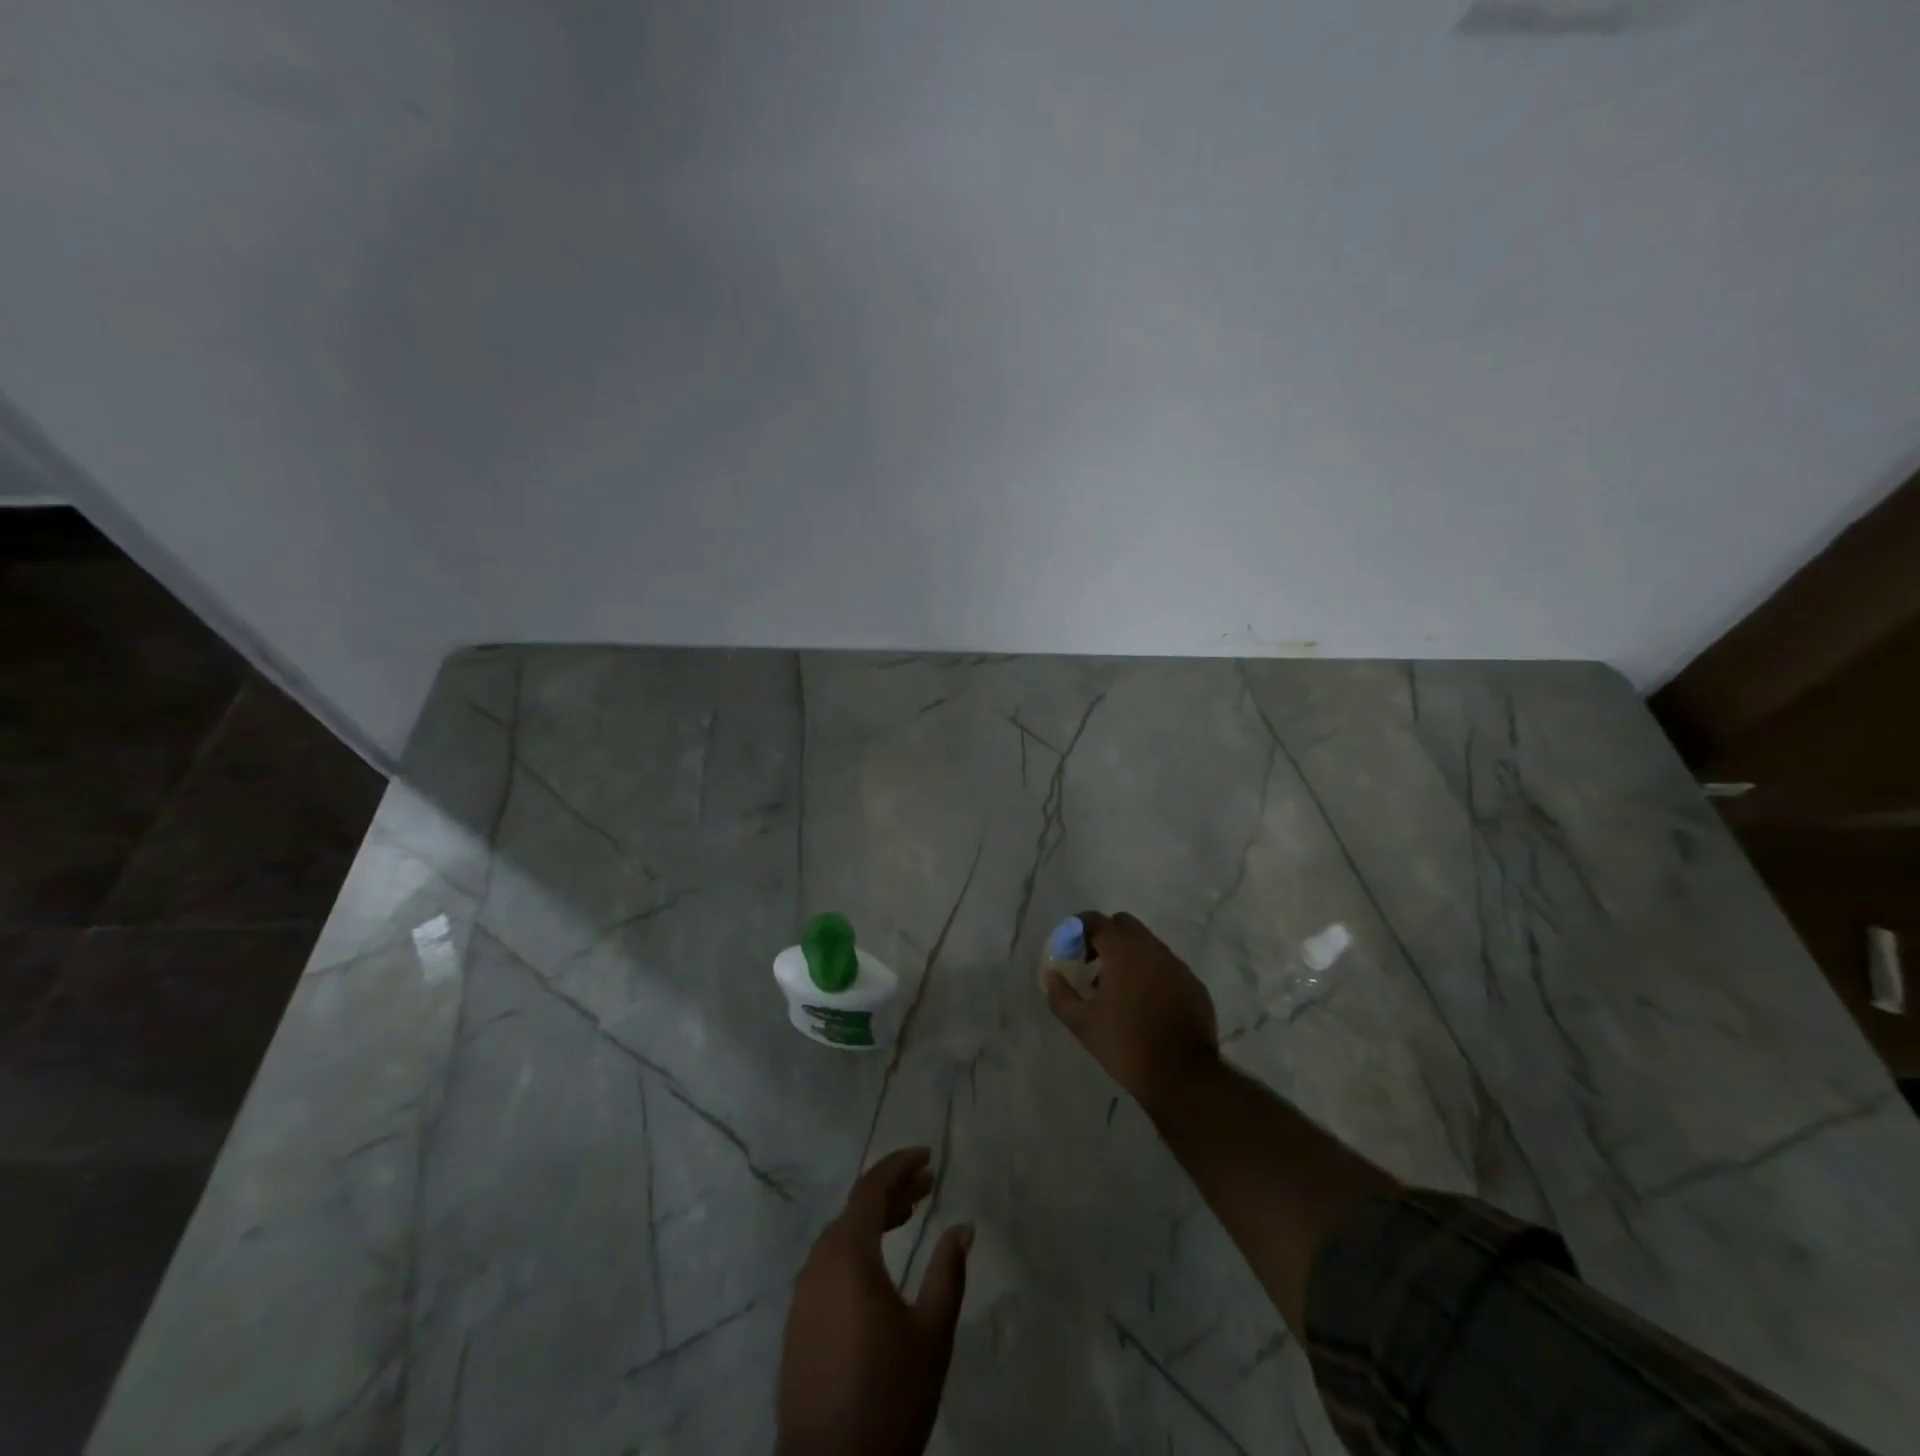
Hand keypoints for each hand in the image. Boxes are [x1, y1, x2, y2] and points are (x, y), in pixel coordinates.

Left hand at [778, 1147, 972, 1455]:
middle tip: (928, 1183)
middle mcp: (819, 1263)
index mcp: (848, 1255)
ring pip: (842, 1236)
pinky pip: (830, 1263)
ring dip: (875, 1219)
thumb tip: (963, 1227)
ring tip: (910, 1216)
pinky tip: (880, 1264)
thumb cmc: (887, 1395)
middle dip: (893, 1190)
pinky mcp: (798, 1323)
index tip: (928, 1154)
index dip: (900, 1165)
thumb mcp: (931, 1333)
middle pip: (856, 1209)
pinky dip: (858, 1248)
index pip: (871, 1188)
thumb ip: (948, 1273)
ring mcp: (803, 1294)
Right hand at [1045, 911, 1219, 1116]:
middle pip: (1124, 925)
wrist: (1183, 1076)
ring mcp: (1177, 965)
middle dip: (1105, 937)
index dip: (1078, 930)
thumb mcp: (1082, 1024)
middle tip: (1092, 965)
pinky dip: (1151, 974)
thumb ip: (1060, 995)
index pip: (1095, 921)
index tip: (1070, 950)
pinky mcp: (1193, 984)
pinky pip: (1166, 966)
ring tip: (1118, 990)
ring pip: (1147, 945)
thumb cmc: (1126, 1044)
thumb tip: (1052, 975)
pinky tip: (1145, 1005)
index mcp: (1123, 950)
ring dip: (1129, 956)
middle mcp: (1152, 948)